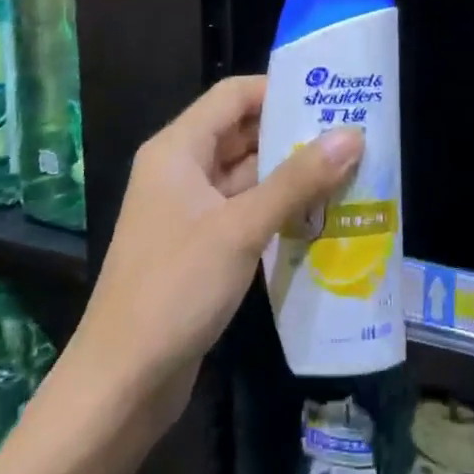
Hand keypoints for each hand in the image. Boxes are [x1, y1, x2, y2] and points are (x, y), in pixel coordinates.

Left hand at [63, 76, 362, 436]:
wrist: (121, 384)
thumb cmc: (174, 290)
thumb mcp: (241, 228)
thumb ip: (297, 180)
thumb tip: (352, 135)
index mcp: (177, 150)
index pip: (233, 96)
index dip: (279, 89)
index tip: (331, 96)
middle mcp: (181, 171)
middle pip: (242, 132)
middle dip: (294, 132)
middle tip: (352, 133)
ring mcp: (190, 211)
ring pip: (247, 174)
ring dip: (292, 173)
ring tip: (350, 169)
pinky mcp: (201, 246)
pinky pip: (246, 211)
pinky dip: (280, 208)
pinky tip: (322, 214)